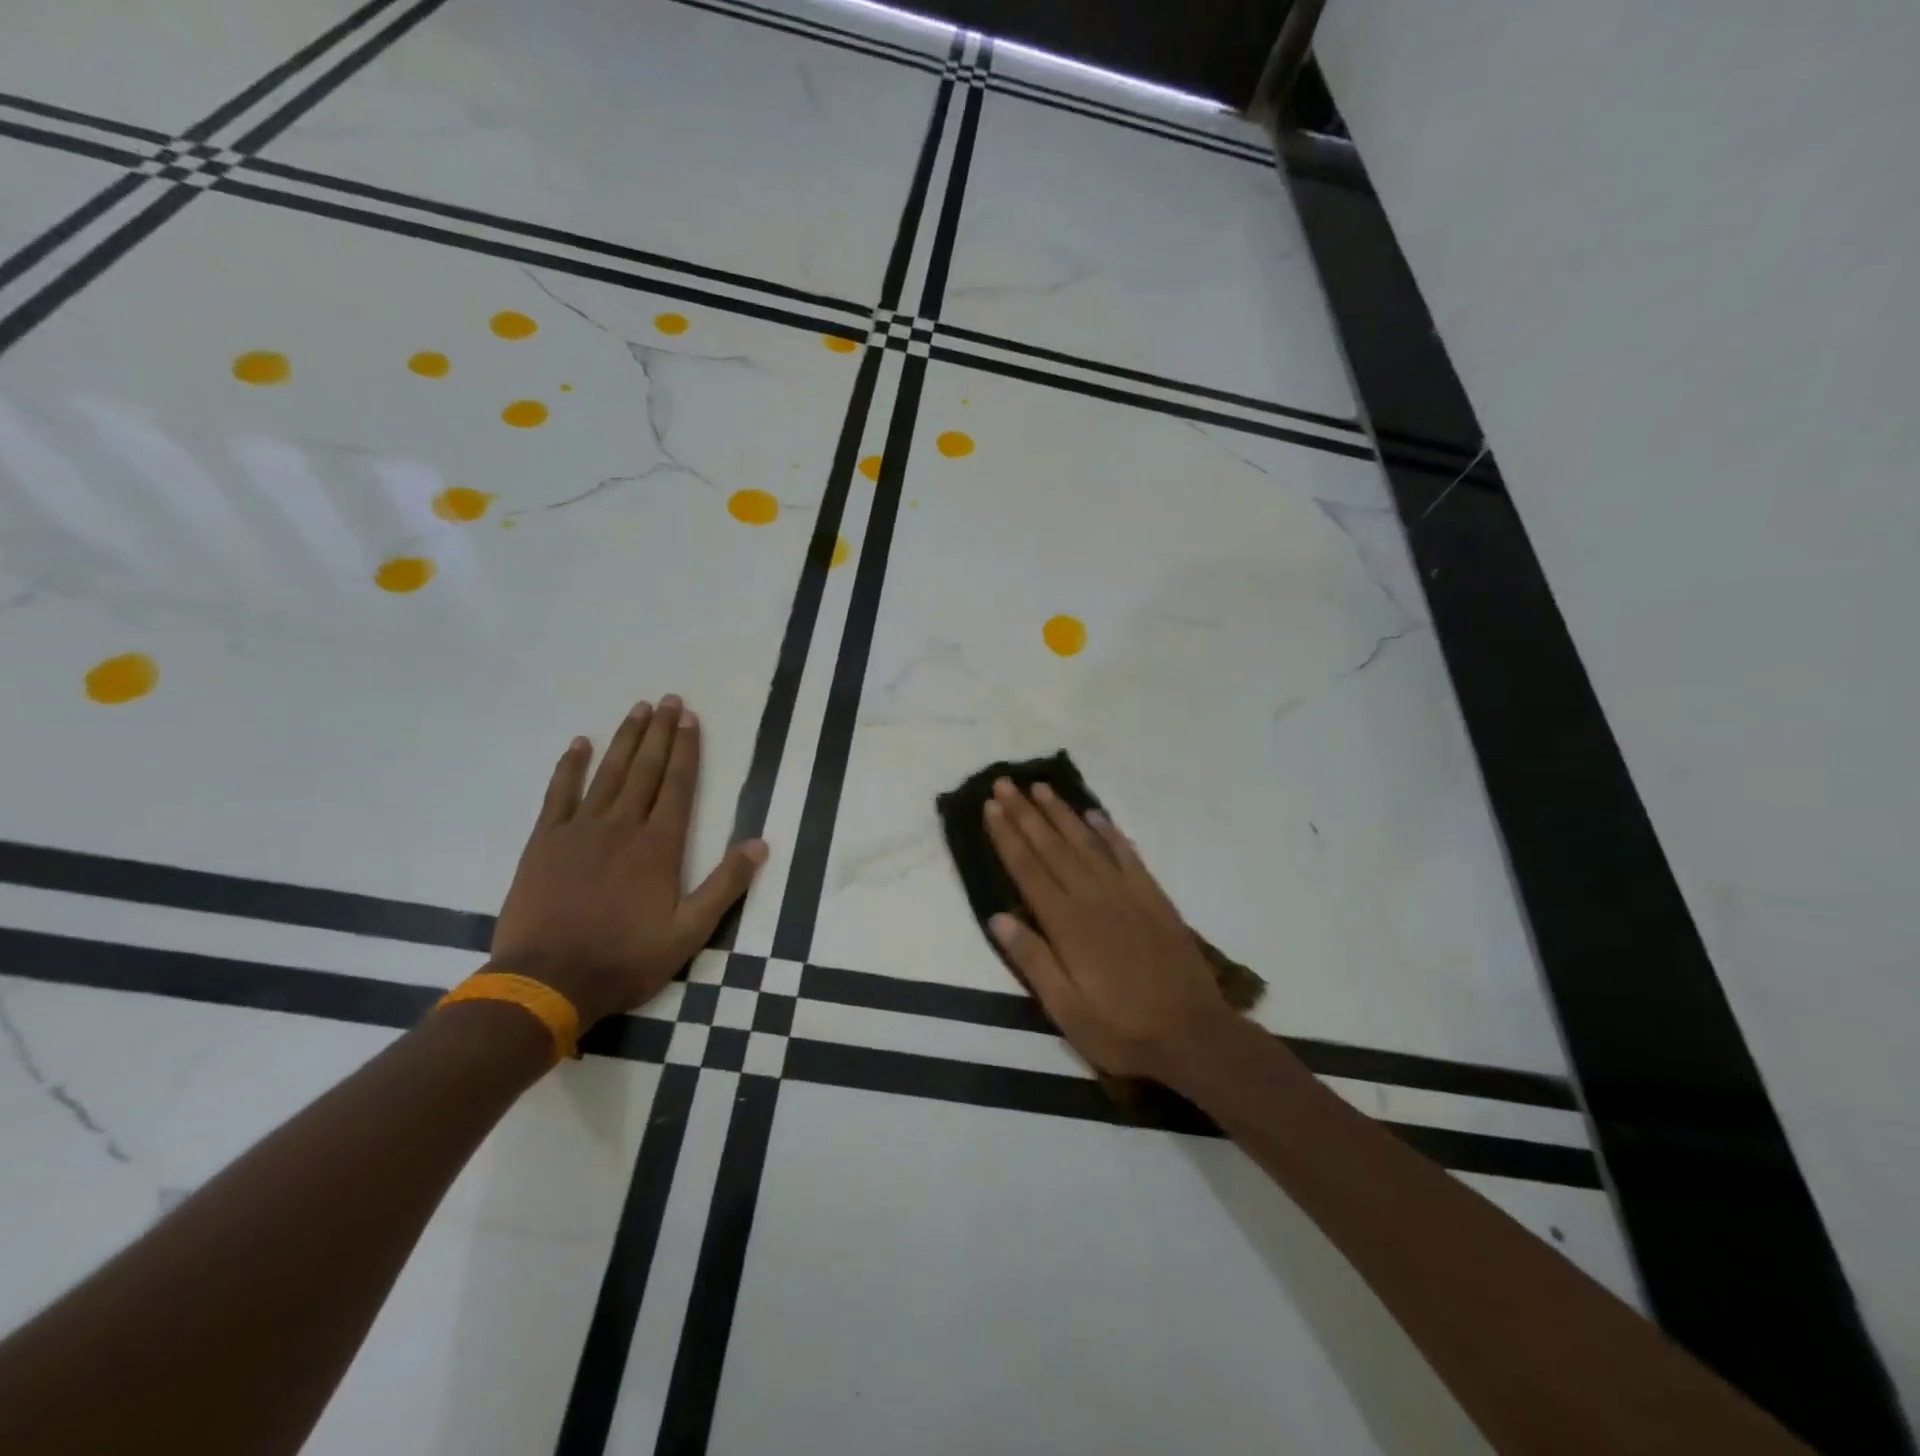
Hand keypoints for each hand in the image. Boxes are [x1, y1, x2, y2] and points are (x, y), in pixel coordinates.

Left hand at [489, 696, 767, 1027]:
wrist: (547, 981)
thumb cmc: (625, 958)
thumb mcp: (689, 932)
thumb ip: (725, 885)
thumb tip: (760, 843)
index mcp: (659, 846)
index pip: (678, 785)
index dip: (686, 750)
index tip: (690, 718)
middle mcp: (622, 826)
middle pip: (645, 770)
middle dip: (659, 733)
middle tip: (668, 700)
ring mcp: (580, 830)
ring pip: (608, 773)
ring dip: (625, 739)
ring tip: (638, 709)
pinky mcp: (545, 842)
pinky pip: (559, 794)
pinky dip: (570, 767)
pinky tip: (579, 744)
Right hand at [982, 779, 1238, 1082]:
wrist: (1193, 1034)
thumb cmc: (1122, 1029)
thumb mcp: (1066, 1011)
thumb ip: (1033, 961)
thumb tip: (997, 918)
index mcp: (1067, 925)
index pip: (1028, 869)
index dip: (1007, 836)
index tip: (991, 806)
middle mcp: (1093, 898)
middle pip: (1052, 847)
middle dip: (1026, 813)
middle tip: (1005, 782)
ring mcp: (1126, 893)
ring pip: (1086, 843)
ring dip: (1061, 813)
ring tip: (1041, 787)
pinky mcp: (1153, 897)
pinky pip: (1127, 854)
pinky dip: (1109, 832)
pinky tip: (1095, 815)